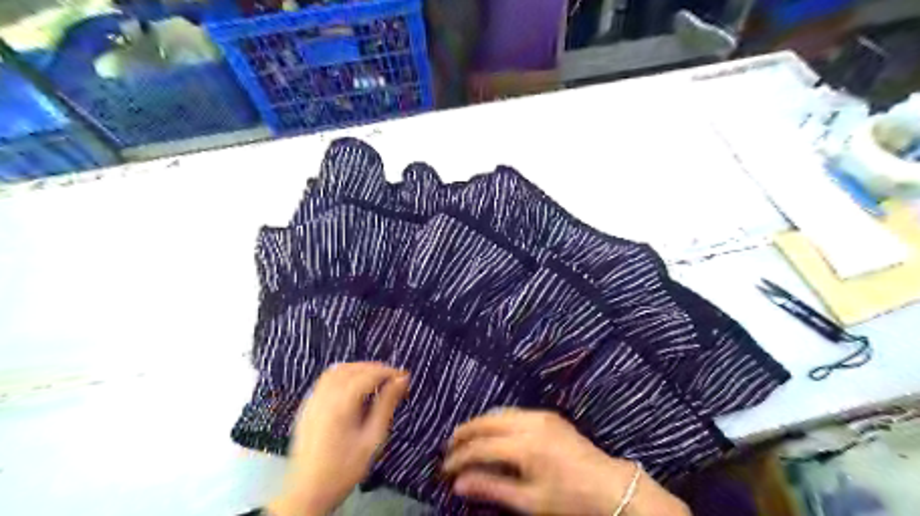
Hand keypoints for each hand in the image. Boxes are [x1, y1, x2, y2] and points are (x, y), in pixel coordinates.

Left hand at [267, 363, 408, 515]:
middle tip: (393, 378)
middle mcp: (324, 396)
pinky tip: (353, 385)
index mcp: (341, 404)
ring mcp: (312, 399)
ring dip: (358, 368)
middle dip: (375, 368)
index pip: (368, 375)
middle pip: (352, 369)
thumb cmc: (345, 468)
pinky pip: (325, 379)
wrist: (308, 492)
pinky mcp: (306, 405)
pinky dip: (343, 374)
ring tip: (376, 379)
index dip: (389, 372)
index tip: (405, 377)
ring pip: (337, 370)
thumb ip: (386, 405)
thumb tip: (401, 380)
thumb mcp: (373, 439)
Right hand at [443, 409, 685, 513]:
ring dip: (480, 424)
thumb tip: (459, 484)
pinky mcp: (548, 415)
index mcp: (524, 445)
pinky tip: (493, 432)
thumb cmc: (569, 499)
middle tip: (449, 447)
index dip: (459, 457)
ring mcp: (540, 415)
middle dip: (464, 433)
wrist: (610, 485)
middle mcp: (529, 422)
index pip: (481, 447)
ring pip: (499, 412)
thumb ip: (492, 489)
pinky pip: (514, 412)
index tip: (445, 469)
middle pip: (486, 421)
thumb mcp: (529, 502)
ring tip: (466, 439)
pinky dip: (497, 420)